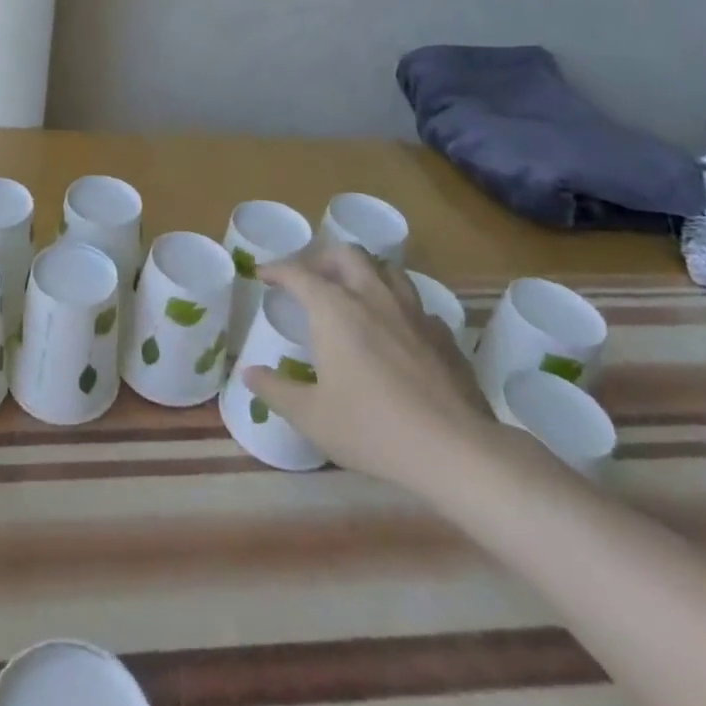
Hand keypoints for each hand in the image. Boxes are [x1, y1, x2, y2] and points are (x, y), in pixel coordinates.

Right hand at [242, 242, 495, 490]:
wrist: (456, 450)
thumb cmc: (372, 428)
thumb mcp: (311, 416)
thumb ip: (276, 390)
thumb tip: (249, 372)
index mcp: (335, 308)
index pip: (298, 273)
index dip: (276, 269)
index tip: (262, 274)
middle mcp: (373, 297)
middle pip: (346, 255)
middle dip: (323, 259)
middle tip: (310, 278)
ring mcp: (413, 313)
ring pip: (387, 271)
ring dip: (364, 273)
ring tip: (354, 293)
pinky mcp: (444, 336)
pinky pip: (416, 306)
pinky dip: (398, 308)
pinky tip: (397, 331)